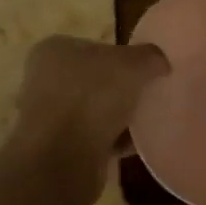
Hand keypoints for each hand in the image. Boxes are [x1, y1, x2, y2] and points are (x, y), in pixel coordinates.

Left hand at [12, 35, 169, 187]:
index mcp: (54, 50)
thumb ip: (150, 57)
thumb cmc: (92, 96)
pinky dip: (113, 141)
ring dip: (116, 117)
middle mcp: (44, 80)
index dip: (121, 56)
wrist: (62, 157)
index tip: (145, 71)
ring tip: (146, 121)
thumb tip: (161, 62)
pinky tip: (136, 145)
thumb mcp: (133, 64)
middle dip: (119, 89)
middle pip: (92, 80)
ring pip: (92, 111)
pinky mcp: (57, 148)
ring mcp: (48, 116)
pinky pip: (93, 139)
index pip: (93, 47)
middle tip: (148, 95)